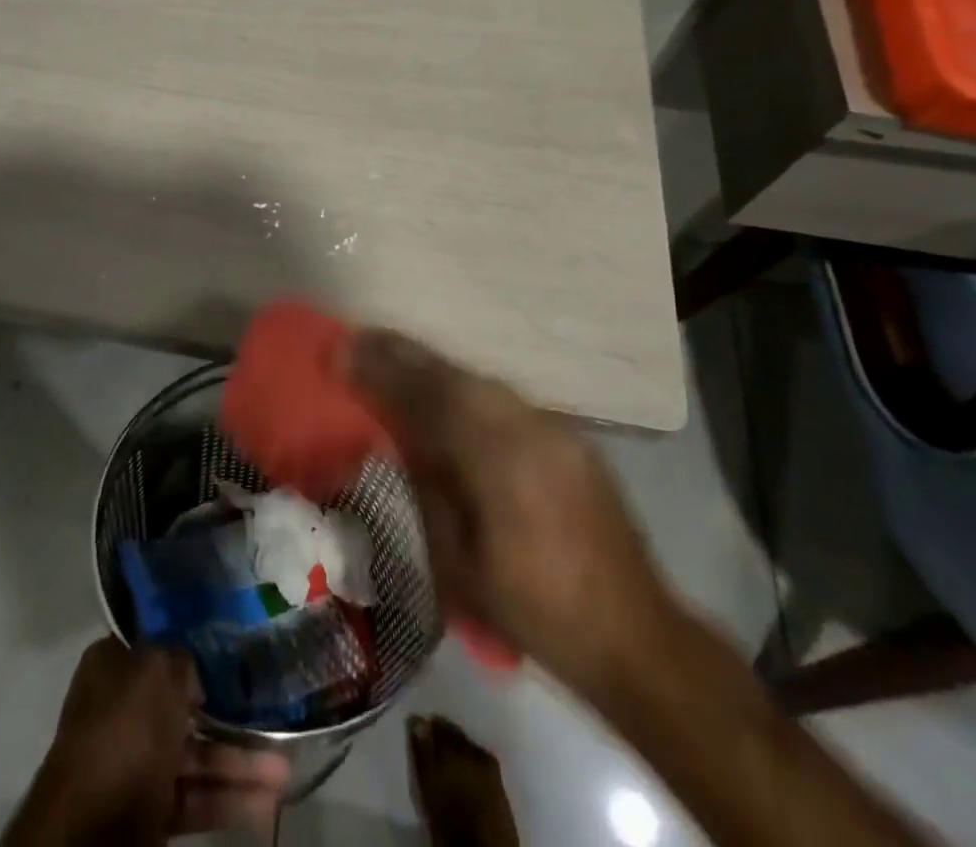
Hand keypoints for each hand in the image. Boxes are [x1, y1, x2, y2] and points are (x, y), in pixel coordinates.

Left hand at [5, 637, 290, 844]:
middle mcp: (122, 709)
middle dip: (229, 713)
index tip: (233, 649)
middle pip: (184, 704)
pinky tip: (266, 802)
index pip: (158, 646)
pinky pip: (195, 798)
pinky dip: (228, 800)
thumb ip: (181, 661)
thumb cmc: (123, 733)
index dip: (194, 647)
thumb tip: (194, 673)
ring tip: (285, 770)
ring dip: (240, 762)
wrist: (90, 831)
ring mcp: (135, 763)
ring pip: (196, 755)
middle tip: (271, 712)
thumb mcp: (156, 672)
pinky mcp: (147, 812)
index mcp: (114, 666)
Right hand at [347, 329, 675, 700]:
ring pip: (479, 380)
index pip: (426, 396)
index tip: (338, 350)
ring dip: (432, 367)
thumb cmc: (534, 610)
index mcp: (498, 459)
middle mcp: (528, 427)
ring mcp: (554, 428)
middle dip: (401, 354)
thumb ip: (428, 488)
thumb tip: (401, 438)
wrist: (637, 637)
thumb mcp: (460, 563)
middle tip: (357, 339)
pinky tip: (446, 391)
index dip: (379, 370)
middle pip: (452, 375)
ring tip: (392, 356)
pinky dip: (465, 387)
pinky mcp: (569, 437)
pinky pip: (503, 398)